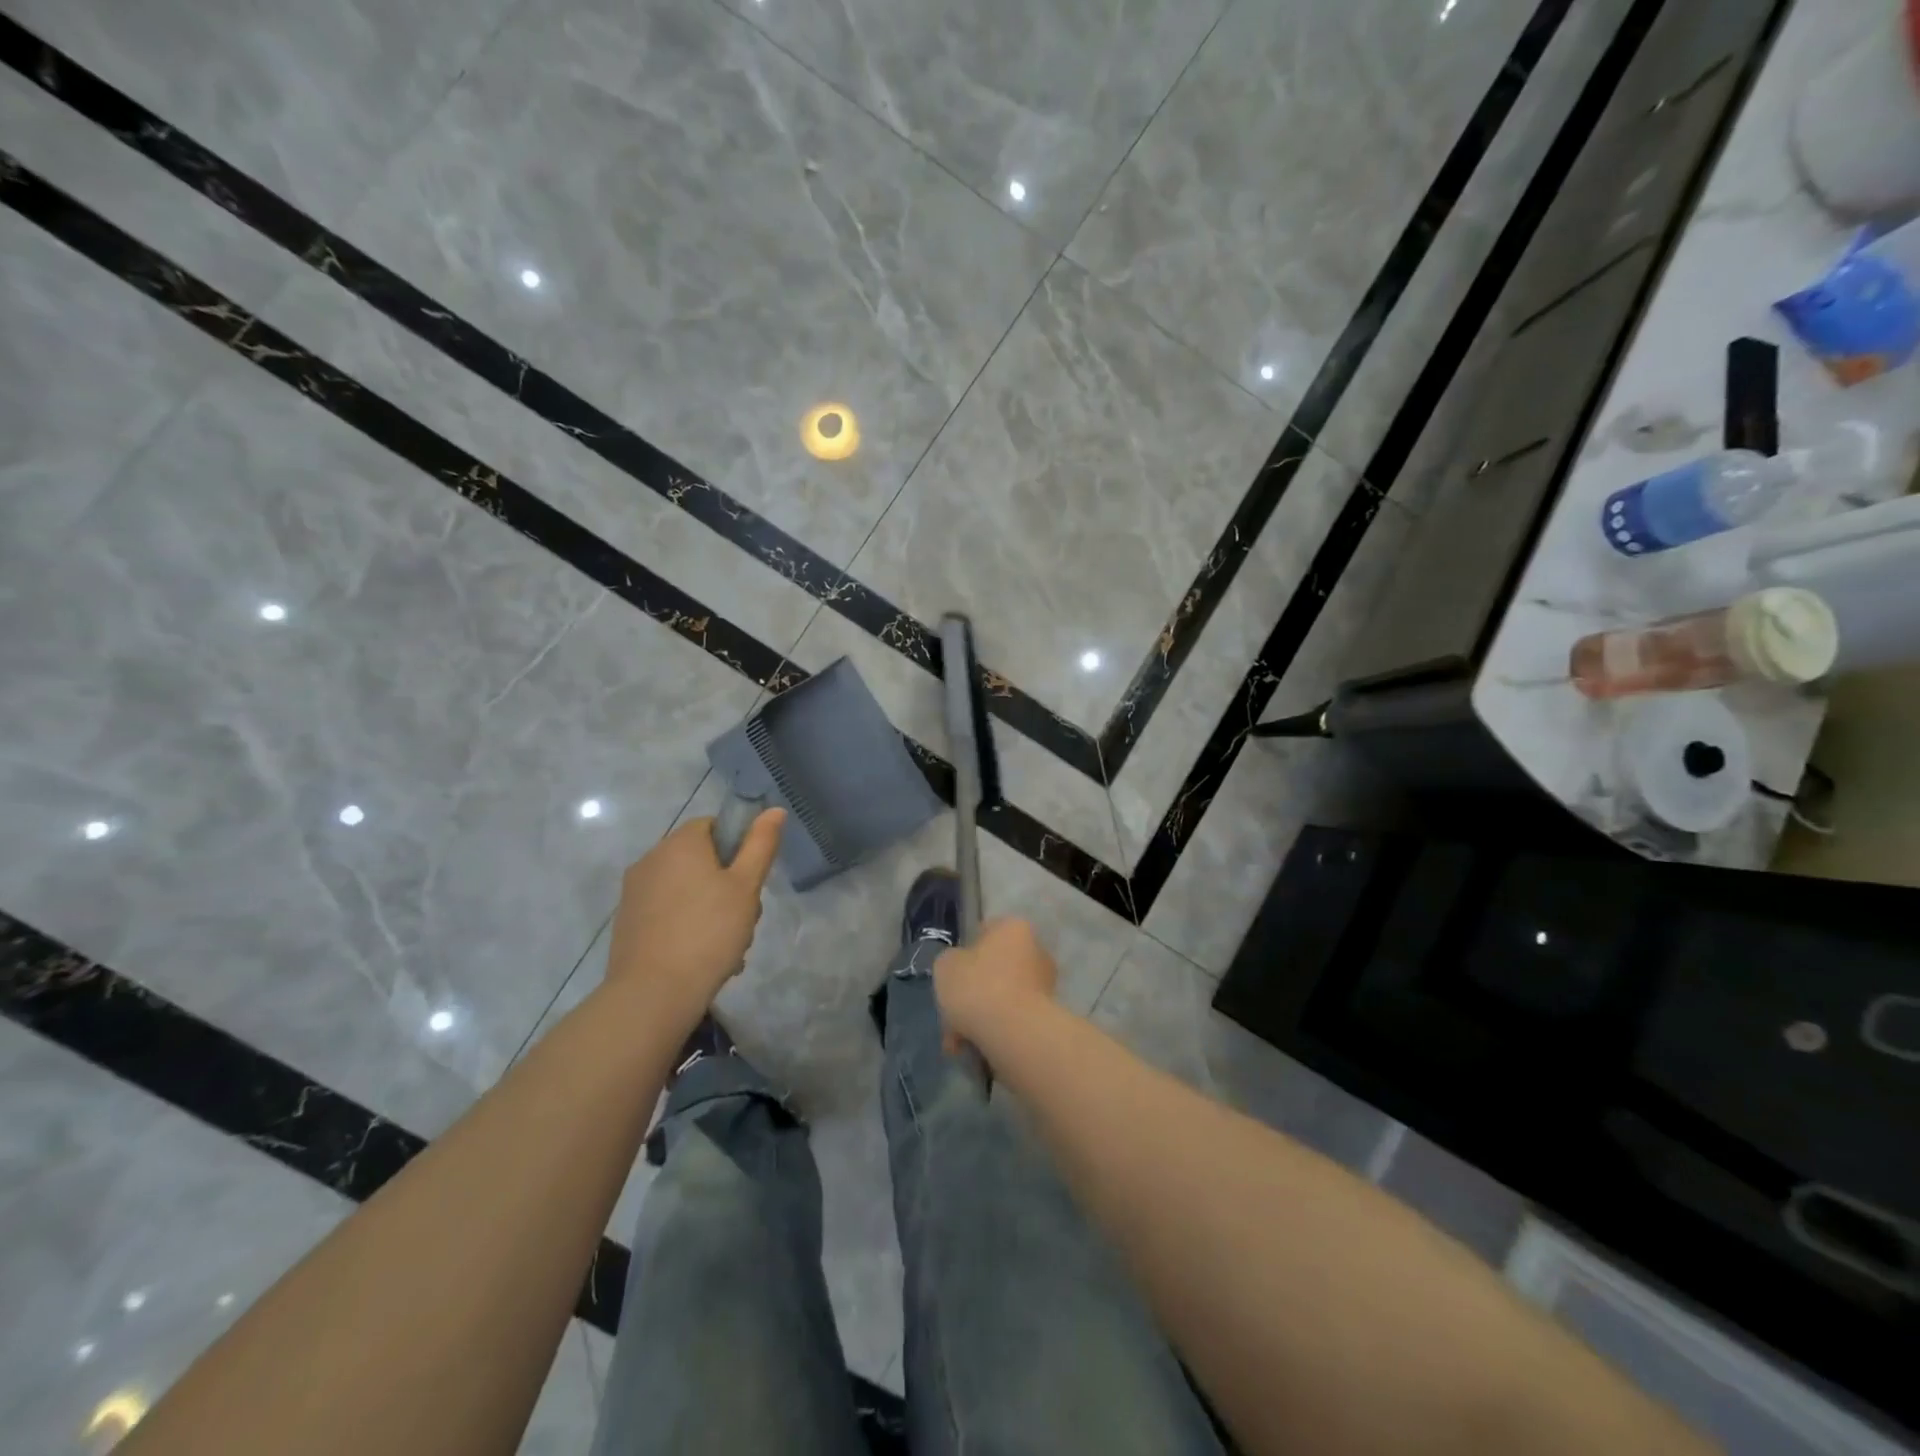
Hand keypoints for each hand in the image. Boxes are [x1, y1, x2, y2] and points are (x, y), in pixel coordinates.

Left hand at [604, 809, 785, 1011]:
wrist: (653, 993)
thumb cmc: (709, 932)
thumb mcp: (746, 886)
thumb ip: (761, 844)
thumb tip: (775, 809)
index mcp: (680, 843)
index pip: (714, 826)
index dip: (738, 848)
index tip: (749, 881)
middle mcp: (651, 859)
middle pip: (700, 860)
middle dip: (726, 885)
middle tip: (744, 918)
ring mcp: (634, 892)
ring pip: (686, 889)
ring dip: (710, 909)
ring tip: (728, 946)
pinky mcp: (627, 922)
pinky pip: (667, 912)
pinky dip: (687, 926)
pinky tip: (702, 957)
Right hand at [933, 917, 1057, 1054]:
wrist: (1015, 1033)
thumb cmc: (978, 986)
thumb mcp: (945, 965)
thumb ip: (951, 962)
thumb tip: (960, 969)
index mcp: (1013, 928)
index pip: (984, 932)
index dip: (964, 954)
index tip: (951, 976)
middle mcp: (1036, 950)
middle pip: (993, 969)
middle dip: (971, 994)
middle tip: (951, 1015)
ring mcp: (1045, 984)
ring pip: (1001, 998)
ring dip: (980, 1017)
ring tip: (958, 1041)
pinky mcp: (1048, 1016)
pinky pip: (1012, 1020)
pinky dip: (994, 1031)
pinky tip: (974, 1049)